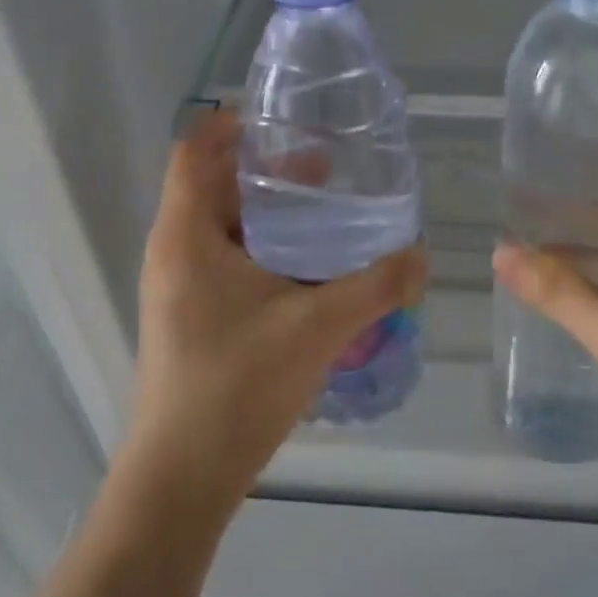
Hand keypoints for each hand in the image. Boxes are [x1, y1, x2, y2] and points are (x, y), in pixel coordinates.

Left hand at [128, 111, 427, 519]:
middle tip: (323, 166)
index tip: (282, 119)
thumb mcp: (318, 326)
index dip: (231, 124)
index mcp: (186, 236)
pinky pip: (224, 261)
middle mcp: (173, 252)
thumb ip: (376, 286)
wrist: (182, 478)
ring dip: (267, 213)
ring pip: (221, 227)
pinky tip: (306, 269)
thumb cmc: (238, 385)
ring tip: (323, 212)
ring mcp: (177, 288)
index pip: (194, 151)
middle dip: (266, 170)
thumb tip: (424, 256)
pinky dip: (262, 249)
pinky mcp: (189, 317)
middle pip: (212, 185)